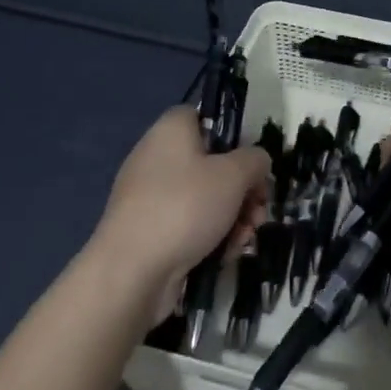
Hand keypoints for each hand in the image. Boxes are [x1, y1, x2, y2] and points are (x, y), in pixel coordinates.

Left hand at [91, 107, 270, 318]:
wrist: (131, 272)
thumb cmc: (185, 207)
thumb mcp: (234, 175)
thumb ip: (255, 160)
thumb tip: (256, 162)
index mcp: (171, 131)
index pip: (203, 116)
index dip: (231, 135)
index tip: (251, 161)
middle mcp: (156, 157)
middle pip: (211, 162)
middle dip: (243, 188)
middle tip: (258, 208)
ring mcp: (150, 196)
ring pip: (204, 197)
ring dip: (233, 215)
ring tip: (246, 237)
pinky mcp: (149, 230)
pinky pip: (188, 223)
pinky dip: (211, 235)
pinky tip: (227, 253)